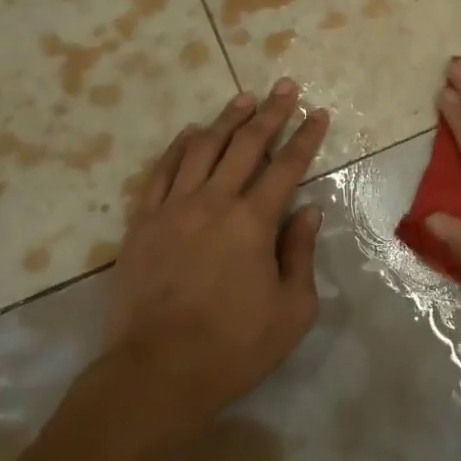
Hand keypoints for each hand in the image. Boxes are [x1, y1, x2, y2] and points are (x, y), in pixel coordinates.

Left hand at [104, 79, 331, 426]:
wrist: (157, 373)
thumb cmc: (233, 347)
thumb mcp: (291, 311)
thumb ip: (300, 254)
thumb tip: (307, 211)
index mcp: (253, 222)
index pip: (287, 166)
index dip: (306, 137)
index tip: (318, 113)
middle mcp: (214, 203)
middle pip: (246, 145)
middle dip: (270, 113)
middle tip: (284, 87)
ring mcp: (173, 209)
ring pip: (203, 149)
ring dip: (226, 120)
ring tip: (242, 98)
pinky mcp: (143, 223)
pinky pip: (161, 172)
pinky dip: (178, 148)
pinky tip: (190, 133)